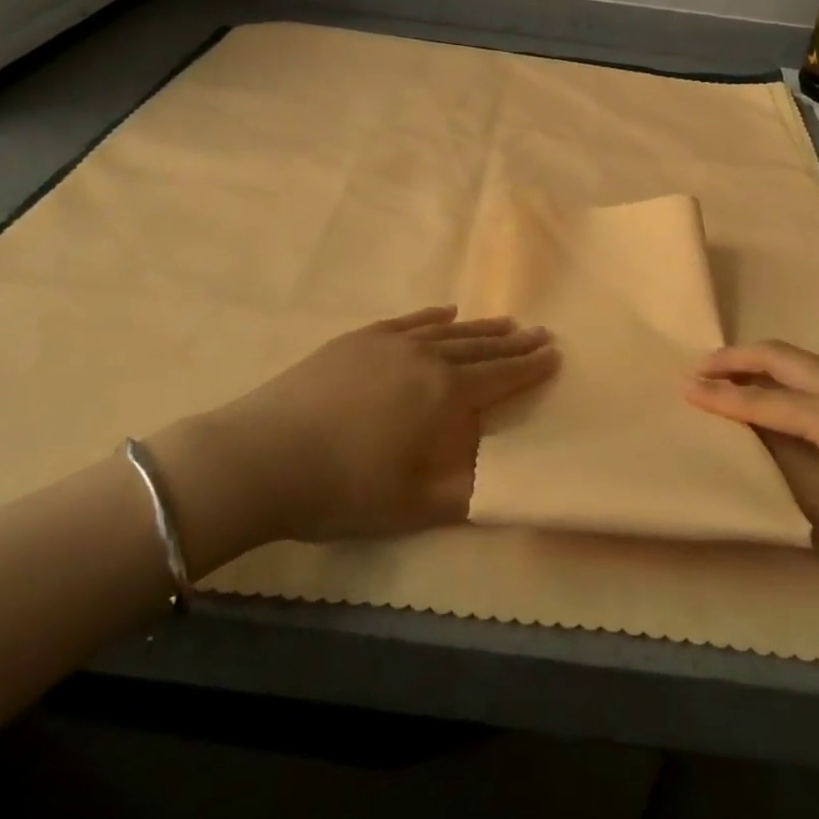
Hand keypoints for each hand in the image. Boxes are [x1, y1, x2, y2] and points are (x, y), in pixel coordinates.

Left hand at [153, 308, 557, 564]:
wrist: (264, 456)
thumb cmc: (343, 488)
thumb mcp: (412, 506)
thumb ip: (464, 492)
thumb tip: (502, 480)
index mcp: (444, 395)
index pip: (499, 378)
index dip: (529, 368)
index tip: (554, 353)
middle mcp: (425, 358)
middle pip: (480, 349)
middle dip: (513, 344)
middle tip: (540, 333)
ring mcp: (390, 344)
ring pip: (448, 331)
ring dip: (480, 329)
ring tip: (506, 322)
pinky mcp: (358, 340)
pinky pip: (408, 321)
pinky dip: (432, 316)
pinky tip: (446, 312)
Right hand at [686, 340, 818, 610]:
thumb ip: (788, 472)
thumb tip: (754, 439)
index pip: (763, 399)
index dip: (720, 396)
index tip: (683, 389)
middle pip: (783, 356)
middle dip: (737, 358)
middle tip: (700, 367)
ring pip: (809, 358)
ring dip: (768, 361)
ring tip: (736, 375)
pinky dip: (798, 371)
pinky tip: (792, 391)